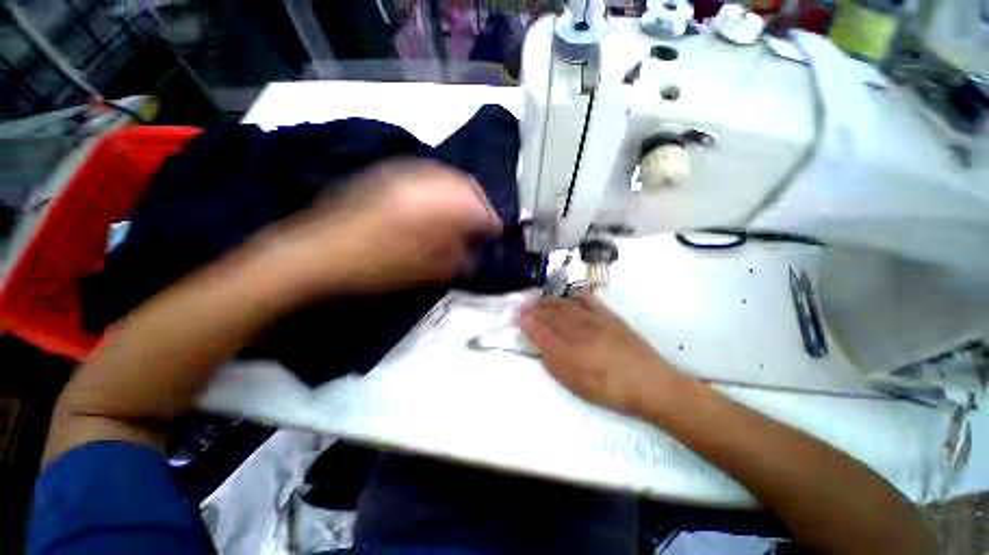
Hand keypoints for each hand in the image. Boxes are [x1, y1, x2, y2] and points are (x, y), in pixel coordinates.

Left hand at [251, 159, 502, 298]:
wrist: (318, 253)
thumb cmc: (378, 267)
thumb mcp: (427, 271)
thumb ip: (459, 259)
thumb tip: (475, 252)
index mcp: (438, 205)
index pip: (479, 207)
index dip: (491, 221)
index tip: (497, 233)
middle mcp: (424, 181)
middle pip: (464, 184)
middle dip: (477, 203)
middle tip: (481, 223)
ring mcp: (402, 174)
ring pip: (444, 177)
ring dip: (458, 194)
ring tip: (460, 215)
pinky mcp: (384, 175)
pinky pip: (423, 176)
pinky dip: (437, 189)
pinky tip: (433, 206)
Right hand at [520, 295, 681, 416]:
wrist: (651, 384)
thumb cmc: (609, 390)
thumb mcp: (576, 384)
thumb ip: (554, 362)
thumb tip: (539, 344)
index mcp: (569, 351)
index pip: (542, 331)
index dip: (528, 323)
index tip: (518, 318)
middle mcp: (579, 331)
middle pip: (552, 315)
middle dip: (535, 310)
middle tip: (524, 307)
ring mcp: (595, 321)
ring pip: (566, 306)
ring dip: (550, 302)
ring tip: (540, 301)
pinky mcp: (609, 317)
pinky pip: (588, 301)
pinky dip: (576, 297)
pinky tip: (570, 297)